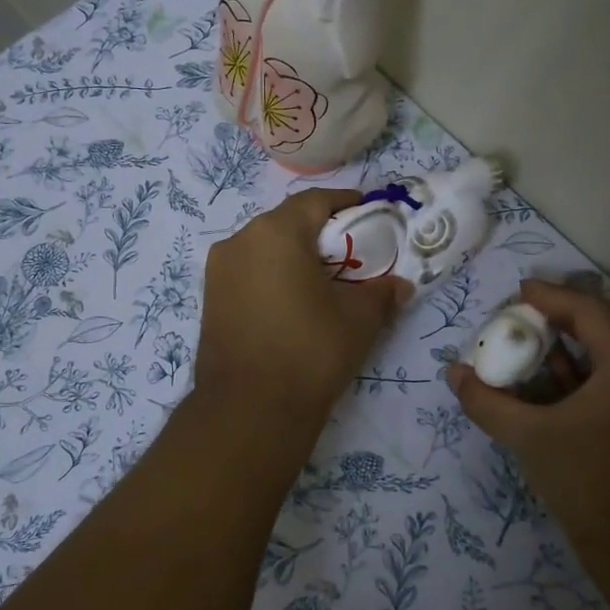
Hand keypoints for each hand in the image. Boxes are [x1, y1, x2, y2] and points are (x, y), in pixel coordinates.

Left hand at [195, 189, 410, 418]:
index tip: (370, 215)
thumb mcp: (359, 318)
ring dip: (294, 257)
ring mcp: (218, 271)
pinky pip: (248, 273)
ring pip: (264, 249)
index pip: (316, 201)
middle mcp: (240, 240)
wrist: (250, 408)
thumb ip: (381, 292)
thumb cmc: (310, 349)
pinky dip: (272, 277)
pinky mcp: (210, 299)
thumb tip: (398, 286)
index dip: (346, 204)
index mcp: (276, 232)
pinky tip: (293, 304)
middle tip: (351, 255)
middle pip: (287, 223)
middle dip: (320, 234)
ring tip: (322, 283)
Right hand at [449, 279, 609, 548]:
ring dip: (582, 341)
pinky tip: (558, 380)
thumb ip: (487, 401)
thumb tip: (453, 373)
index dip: (552, 297)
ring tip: (539, 339)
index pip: (591, 312)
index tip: (519, 291)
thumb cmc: (588, 483)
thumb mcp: (528, 437)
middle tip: (530, 311)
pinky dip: (591, 370)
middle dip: (570, 313)